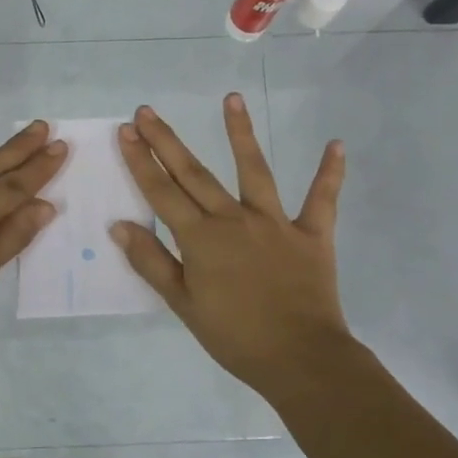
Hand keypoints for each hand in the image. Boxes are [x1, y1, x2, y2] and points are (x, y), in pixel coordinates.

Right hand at [111, 94, 353, 399]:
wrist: (300, 358)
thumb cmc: (235, 337)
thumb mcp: (183, 304)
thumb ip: (151, 262)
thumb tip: (120, 225)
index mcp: (201, 239)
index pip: (162, 192)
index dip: (141, 161)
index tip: (126, 131)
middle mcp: (234, 219)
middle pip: (195, 174)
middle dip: (167, 141)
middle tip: (147, 112)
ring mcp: (275, 223)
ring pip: (254, 170)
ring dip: (241, 133)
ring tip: (231, 99)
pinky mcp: (312, 234)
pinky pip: (322, 199)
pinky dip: (330, 173)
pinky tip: (337, 144)